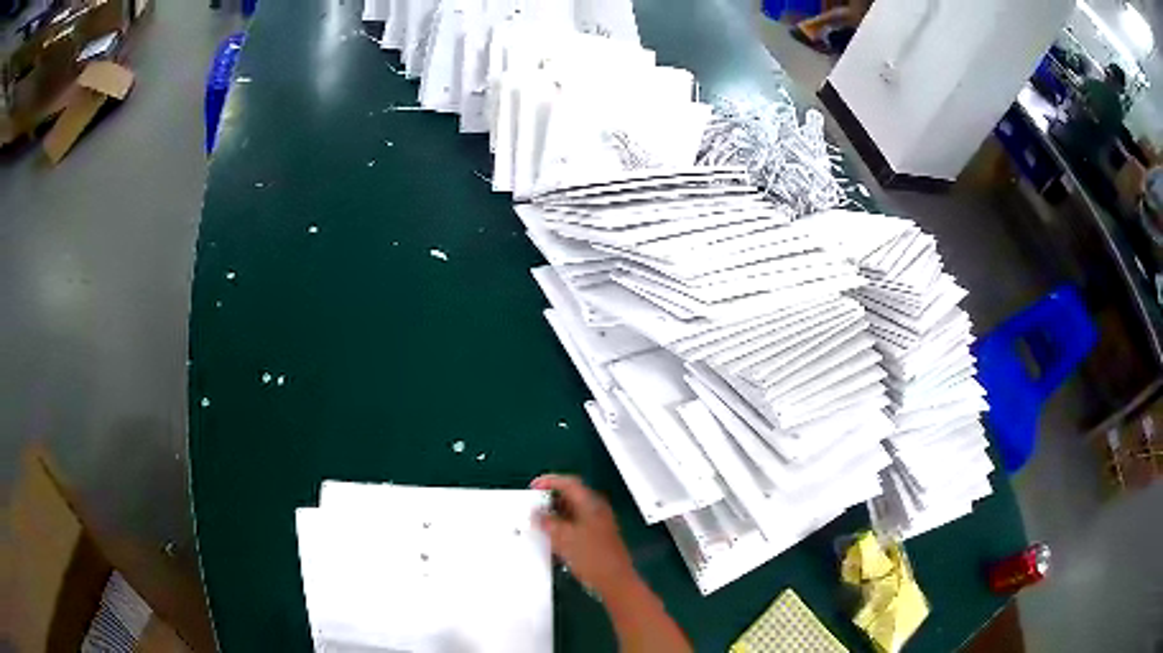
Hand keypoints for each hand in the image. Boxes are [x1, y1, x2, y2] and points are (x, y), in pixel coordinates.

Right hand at [531, 474, 636, 597]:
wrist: (614, 581)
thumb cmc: (591, 557)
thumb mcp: (564, 538)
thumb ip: (548, 522)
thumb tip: (536, 513)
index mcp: (591, 504)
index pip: (569, 483)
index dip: (549, 481)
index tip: (532, 487)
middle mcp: (596, 510)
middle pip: (572, 495)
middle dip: (551, 498)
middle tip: (533, 505)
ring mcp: (598, 524)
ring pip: (573, 511)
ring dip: (555, 513)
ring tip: (539, 521)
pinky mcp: (597, 537)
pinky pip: (576, 524)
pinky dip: (563, 525)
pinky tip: (552, 537)